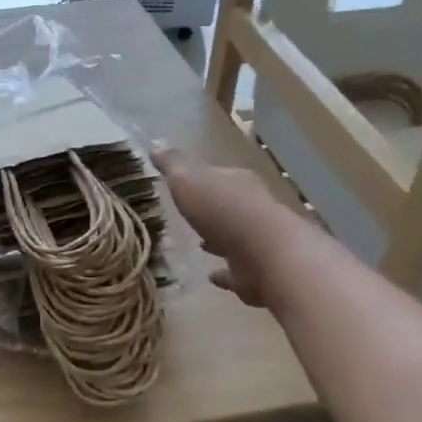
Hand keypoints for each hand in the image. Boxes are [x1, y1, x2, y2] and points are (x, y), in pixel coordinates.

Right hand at [154, 148, 301, 307]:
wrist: (265, 255)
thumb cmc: (223, 211)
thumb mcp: (188, 180)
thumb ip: (173, 165)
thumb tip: (156, 144)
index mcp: (238, 182)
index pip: (218, 175)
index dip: (201, 179)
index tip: (184, 186)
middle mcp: (253, 208)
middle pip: (229, 206)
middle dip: (212, 210)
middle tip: (192, 216)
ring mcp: (258, 241)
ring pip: (236, 237)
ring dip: (220, 240)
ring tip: (200, 245)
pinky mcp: (257, 272)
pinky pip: (236, 270)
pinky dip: (225, 273)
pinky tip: (212, 276)